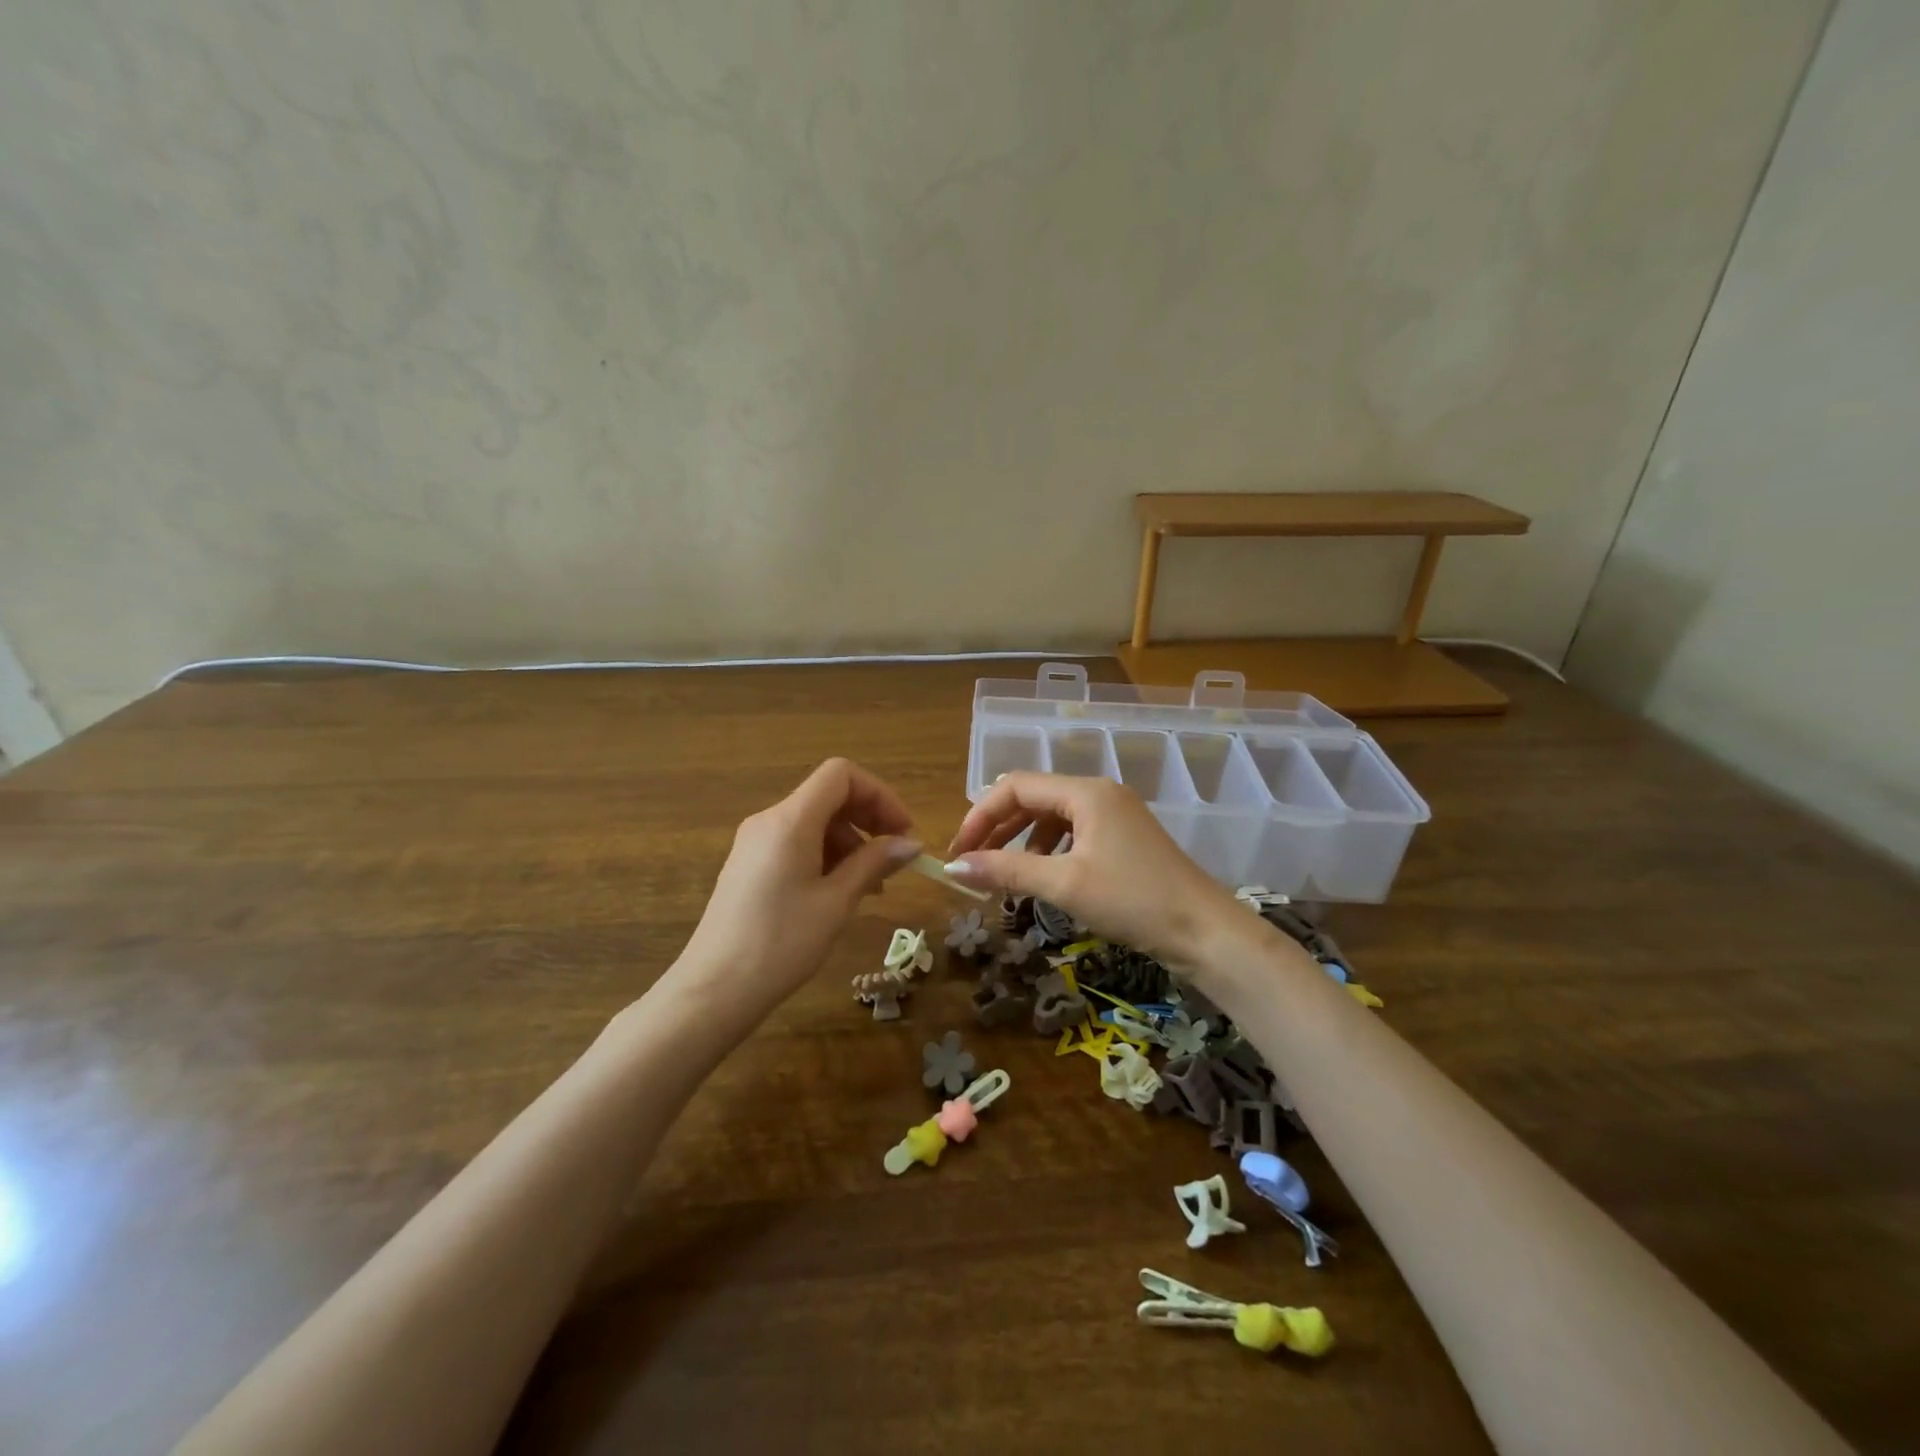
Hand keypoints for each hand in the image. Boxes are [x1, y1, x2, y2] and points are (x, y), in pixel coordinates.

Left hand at [675, 759, 920, 1016]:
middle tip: (895, 858)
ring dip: (850, 841)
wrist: (713, 991)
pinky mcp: (748, 865)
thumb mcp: (837, 902)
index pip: (841, 775)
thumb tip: (910, 843)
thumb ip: (874, 863)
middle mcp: (769, 821)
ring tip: (871, 885)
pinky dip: (826, 856)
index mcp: (790, 820)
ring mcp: (754, 843)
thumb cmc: (781, 944)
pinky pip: (795, 843)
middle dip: (868, 818)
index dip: (879, 794)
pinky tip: (839, 892)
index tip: (903, 831)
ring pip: (813, 821)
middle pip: (828, 796)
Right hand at [942, 772, 1244, 972]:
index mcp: (1085, 792)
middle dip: (997, 829)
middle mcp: (1099, 793)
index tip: (958, 852)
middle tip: (971, 863)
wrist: (1205, 932)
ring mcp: (1115, 815)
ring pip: (1052, 817)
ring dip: (1021, 841)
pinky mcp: (1124, 839)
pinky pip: (1073, 834)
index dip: (980, 815)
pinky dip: (1049, 851)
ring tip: (1005, 875)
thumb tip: (953, 868)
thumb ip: (1006, 870)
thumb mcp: (1064, 884)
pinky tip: (1044, 876)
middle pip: (1032, 798)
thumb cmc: (1132, 900)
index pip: (1016, 786)